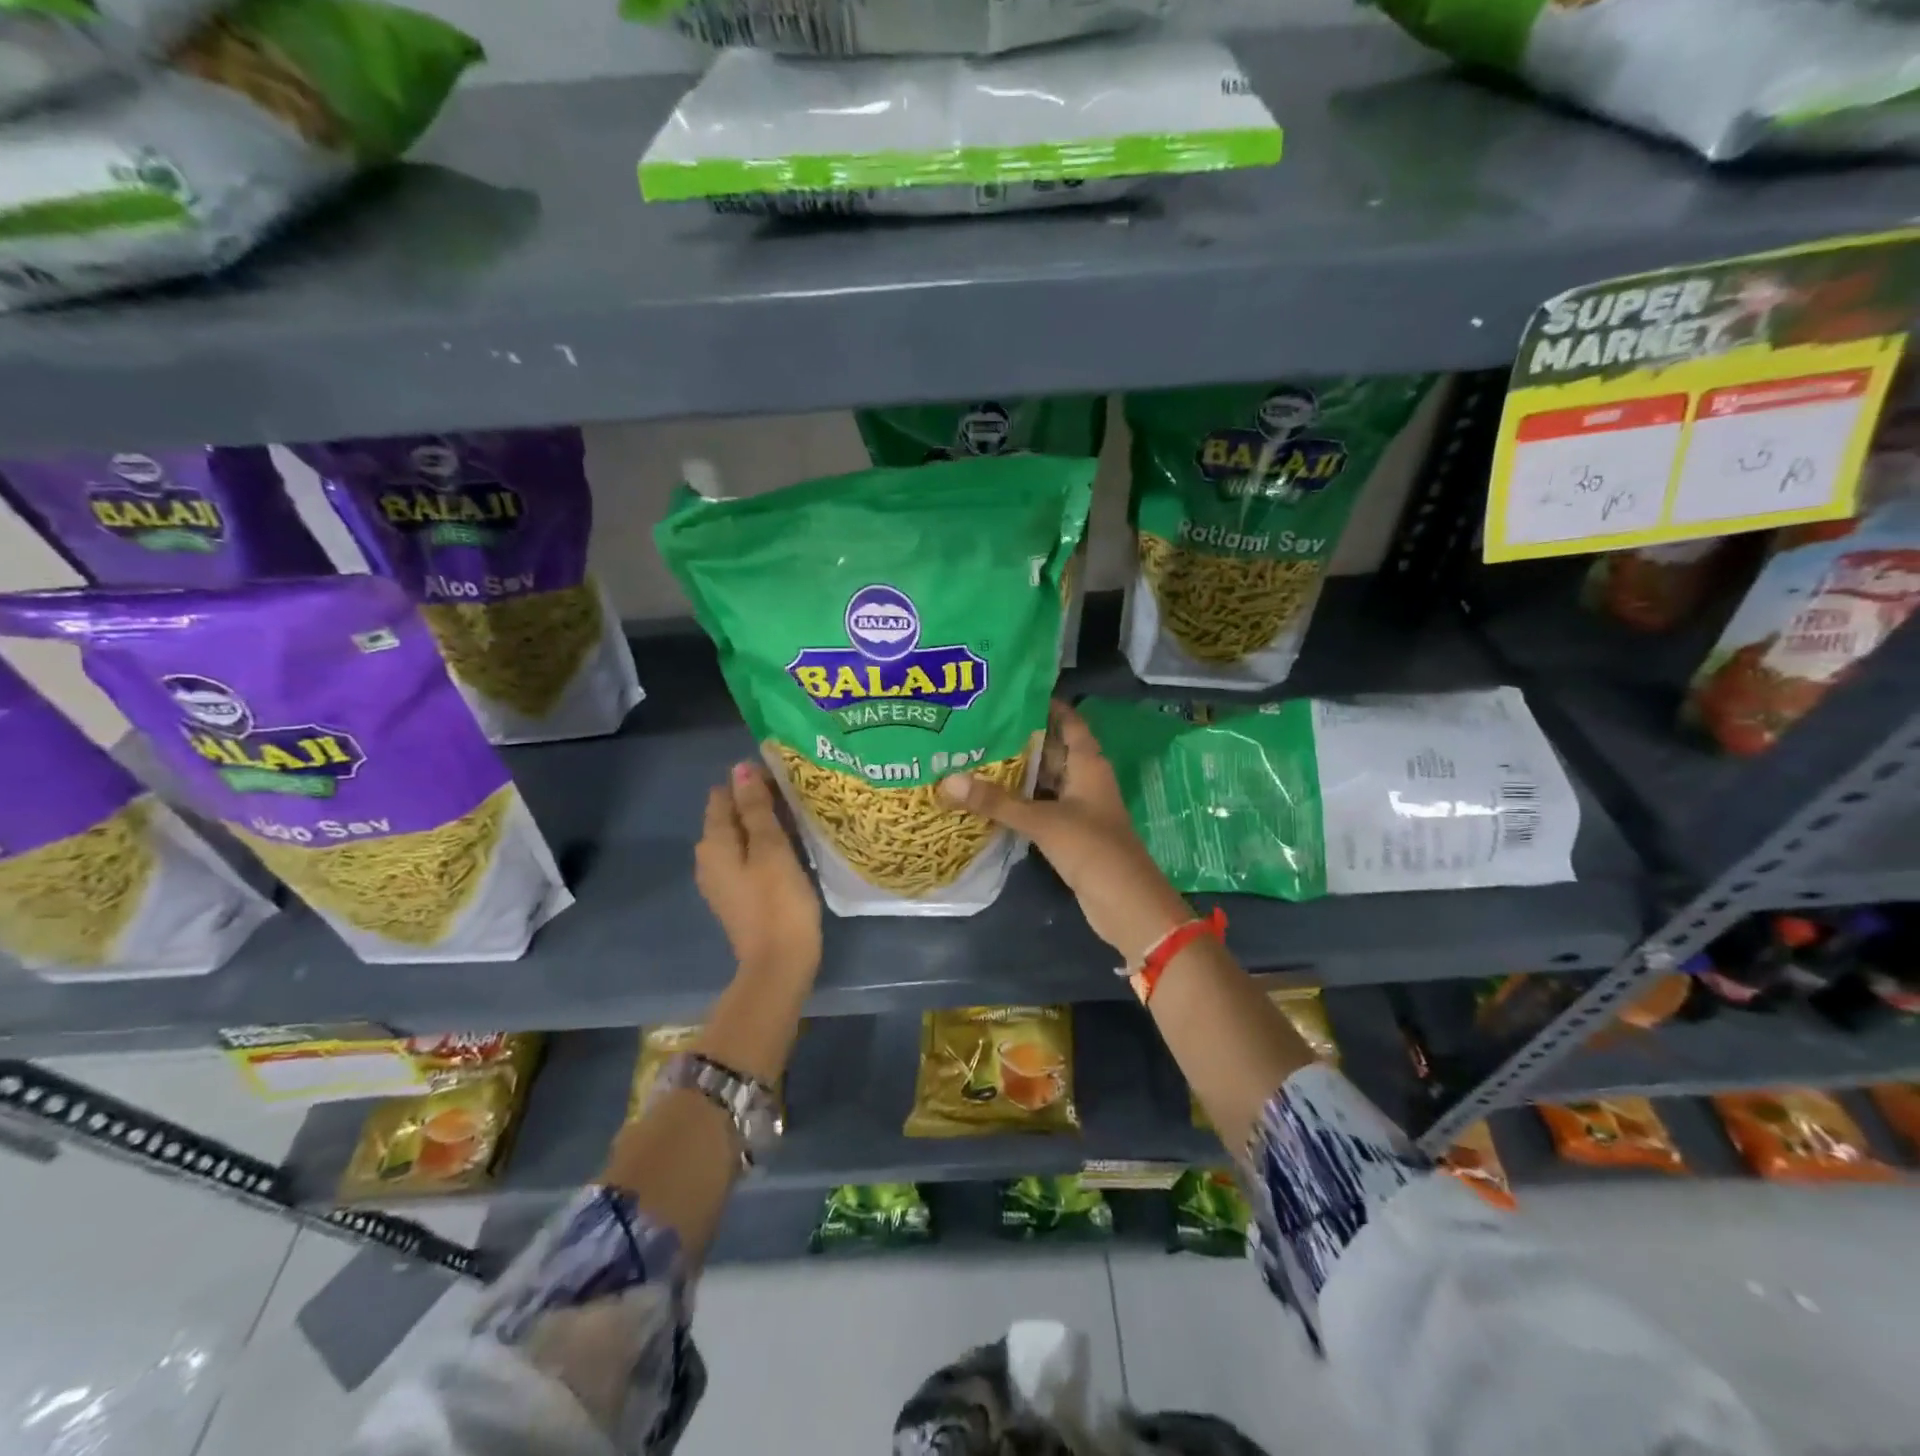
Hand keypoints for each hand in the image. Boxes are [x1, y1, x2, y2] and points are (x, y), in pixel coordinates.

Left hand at [696, 761, 822, 983]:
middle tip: (798, 796)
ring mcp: (722, 880)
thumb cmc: (778, 902)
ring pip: (742, 837)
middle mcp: (709, 858)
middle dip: (759, 801)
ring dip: (765, 825)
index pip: (724, 795)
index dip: (751, 781)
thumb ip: (756, 808)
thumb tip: (740, 768)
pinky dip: (766, 847)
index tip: (786, 778)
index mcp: (713, 843)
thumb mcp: (771, 848)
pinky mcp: (739, 896)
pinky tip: (791, 848)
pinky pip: (749, 858)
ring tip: (799, 817)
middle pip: (731, 816)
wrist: (779, 965)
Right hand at [941, 701, 1191, 962]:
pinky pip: (1041, 806)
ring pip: (1044, 780)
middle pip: (1052, 749)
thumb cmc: (1092, 849)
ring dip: (1017, 772)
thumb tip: (947, 781)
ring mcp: (1079, 807)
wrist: (1126, 904)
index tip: (1009, 693)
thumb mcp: (1042, 821)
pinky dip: (1020, 801)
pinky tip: (989, 797)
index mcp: (1088, 764)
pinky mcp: (1071, 832)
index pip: (1069, 722)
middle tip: (978, 725)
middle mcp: (1085, 779)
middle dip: (1020, 738)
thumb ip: (997, 802)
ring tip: (974, 755)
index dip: (1045, 705)